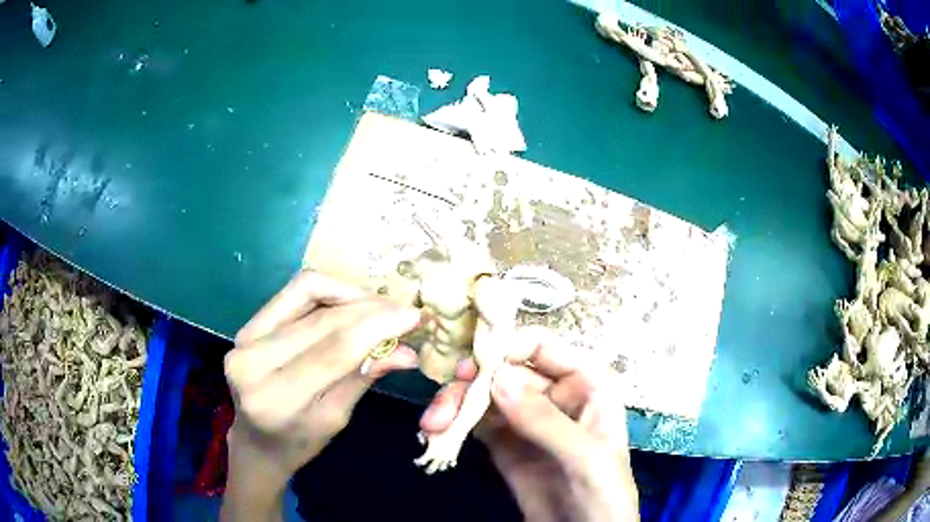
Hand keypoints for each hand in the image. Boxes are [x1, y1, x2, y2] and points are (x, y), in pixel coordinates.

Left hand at [221, 271, 420, 520]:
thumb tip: (407, 351)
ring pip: (307, 292)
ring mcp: (245, 338)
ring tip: (379, 308)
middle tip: (404, 311)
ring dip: (351, 294)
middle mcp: (253, 362)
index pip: (335, 350)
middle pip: (323, 319)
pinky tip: (350, 303)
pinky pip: (293, 292)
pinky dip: (328, 291)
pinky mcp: (247, 324)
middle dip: (371, 309)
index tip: (414, 316)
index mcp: (278, 400)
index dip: (378, 327)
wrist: (255, 441)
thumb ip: (364, 378)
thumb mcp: (336, 419)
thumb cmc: (298, 442)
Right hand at [420, 330, 638, 521]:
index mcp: (585, 383)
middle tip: (441, 407)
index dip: (505, 345)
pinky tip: (437, 433)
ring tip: (432, 426)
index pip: (542, 346)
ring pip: (485, 396)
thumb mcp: (584, 457)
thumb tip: (496, 377)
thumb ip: (544, 420)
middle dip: (469, 384)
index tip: (469, 361)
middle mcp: (554, 394)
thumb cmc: (604, 492)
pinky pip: (476, 423)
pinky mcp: (505, 443)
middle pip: (504, 371)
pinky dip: (455, 425)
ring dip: (455, 405)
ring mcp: (526, 419)